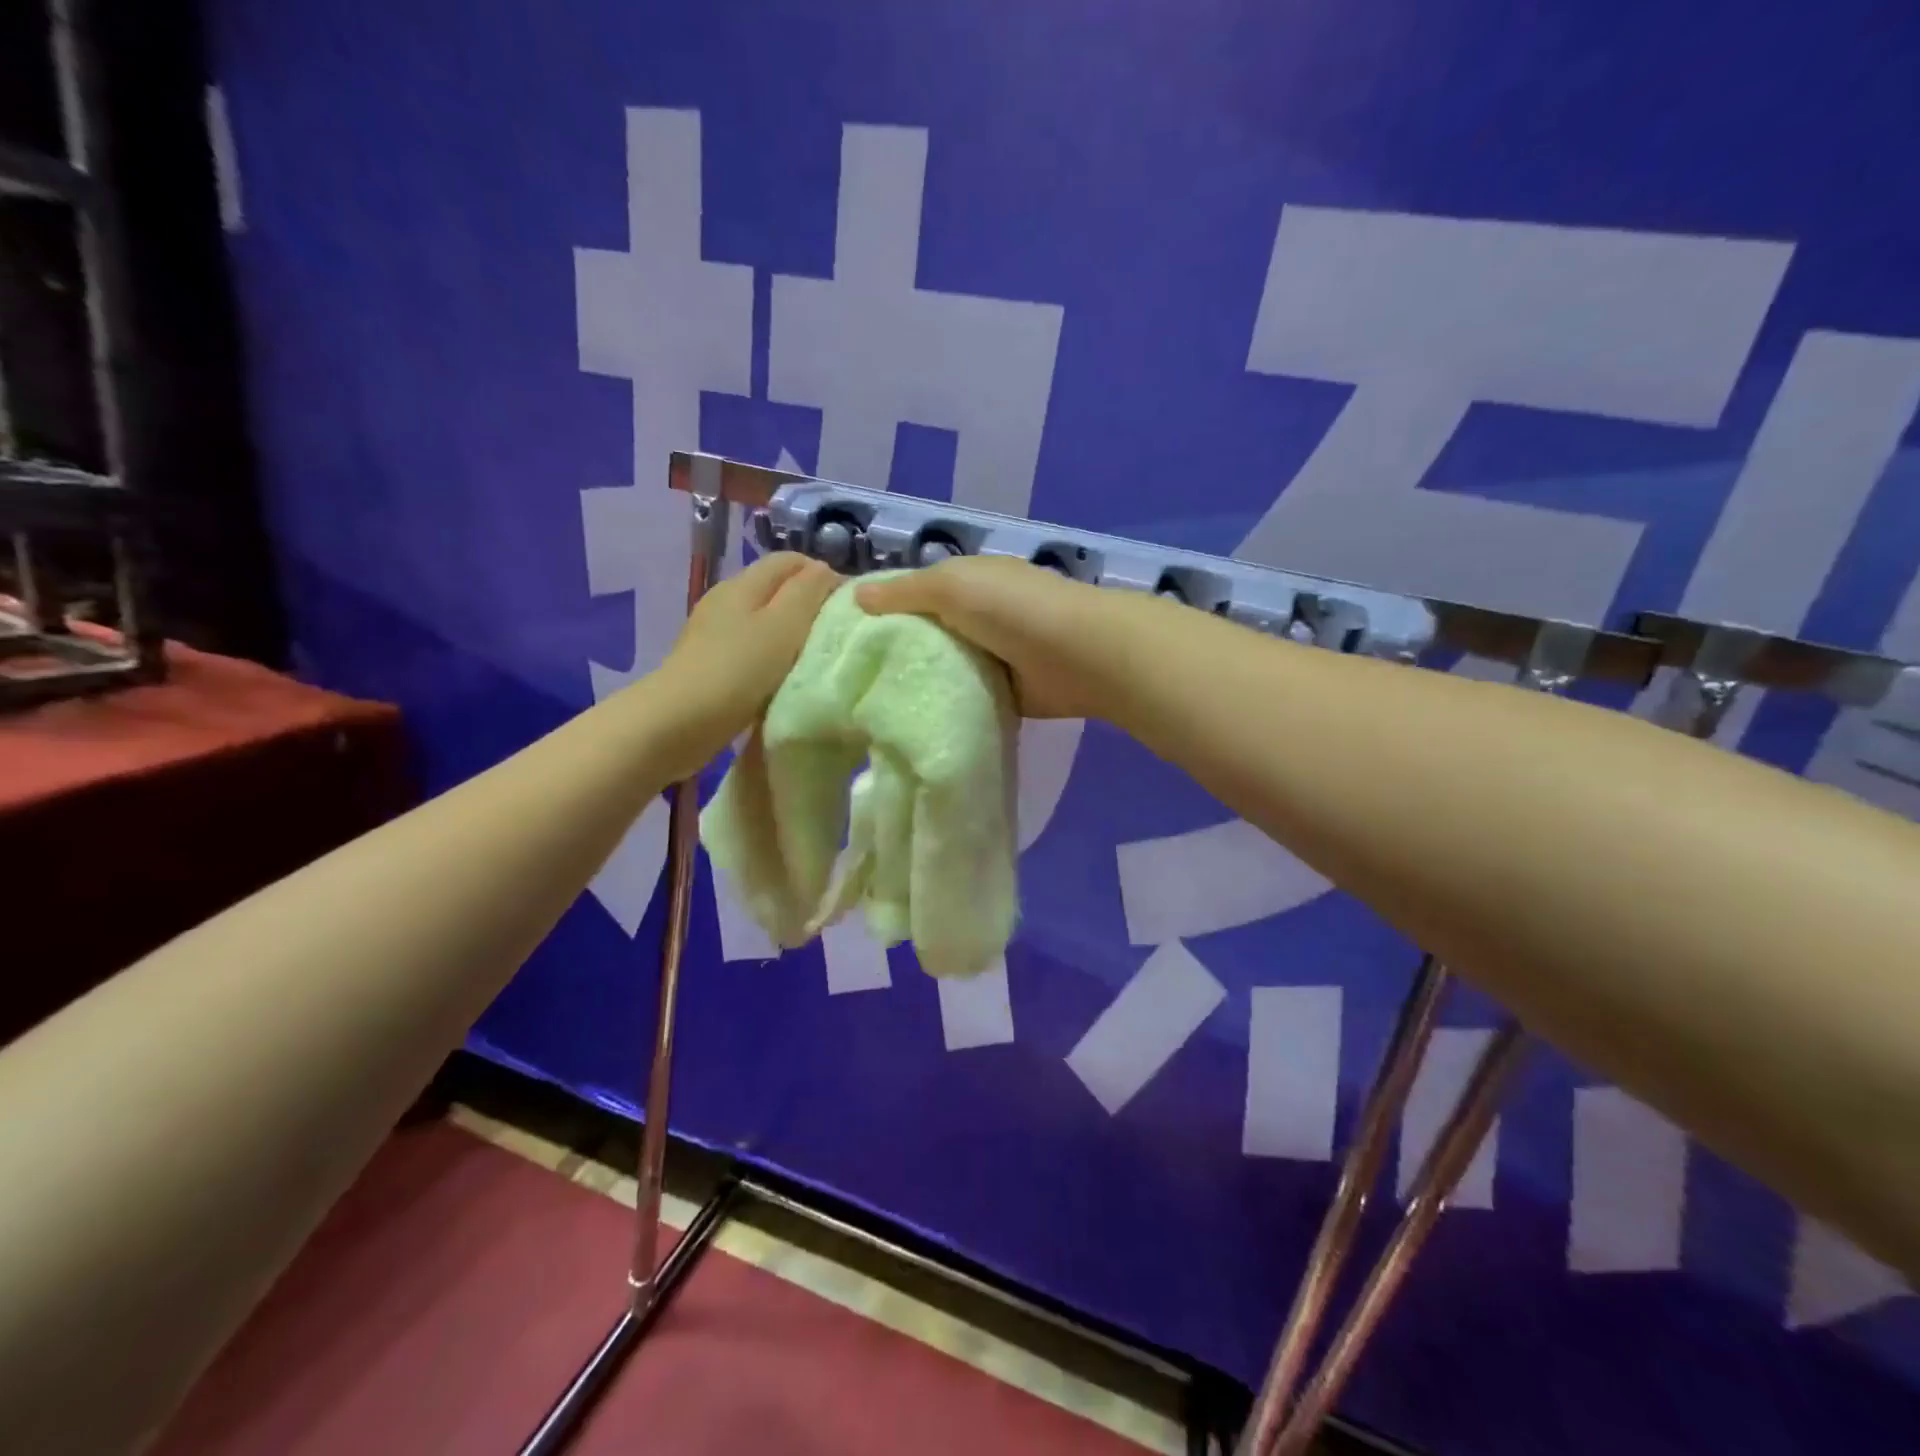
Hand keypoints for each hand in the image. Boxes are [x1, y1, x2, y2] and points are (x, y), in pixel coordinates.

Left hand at [652, 552, 840, 769]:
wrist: (677, 724)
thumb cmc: (737, 671)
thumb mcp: (783, 626)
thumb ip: (807, 592)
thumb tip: (823, 569)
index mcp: (743, 584)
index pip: (791, 560)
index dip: (823, 575)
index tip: (848, 607)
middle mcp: (726, 600)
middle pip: (777, 589)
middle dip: (809, 605)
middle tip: (836, 636)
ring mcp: (714, 633)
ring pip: (764, 621)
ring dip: (791, 635)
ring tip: (814, 659)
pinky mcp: (710, 663)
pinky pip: (751, 649)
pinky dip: (772, 658)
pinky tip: (783, 680)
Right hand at [856, 556, 1114, 718]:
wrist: (1081, 656)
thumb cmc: (1013, 609)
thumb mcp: (952, 586)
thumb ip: (905, 592)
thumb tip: (857, 595)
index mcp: (969, 580)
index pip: (915, 591)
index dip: (882, 608)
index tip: (844, 636)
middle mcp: (980, 614)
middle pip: (928, 632)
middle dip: (897, 651)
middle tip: (853, 679)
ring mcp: (995, 654)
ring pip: (945, 667)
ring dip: (922, 681)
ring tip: (874, 705)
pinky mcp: (1006, 691)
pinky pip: (967, 696)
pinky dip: (948, 704)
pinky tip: (914, 720)